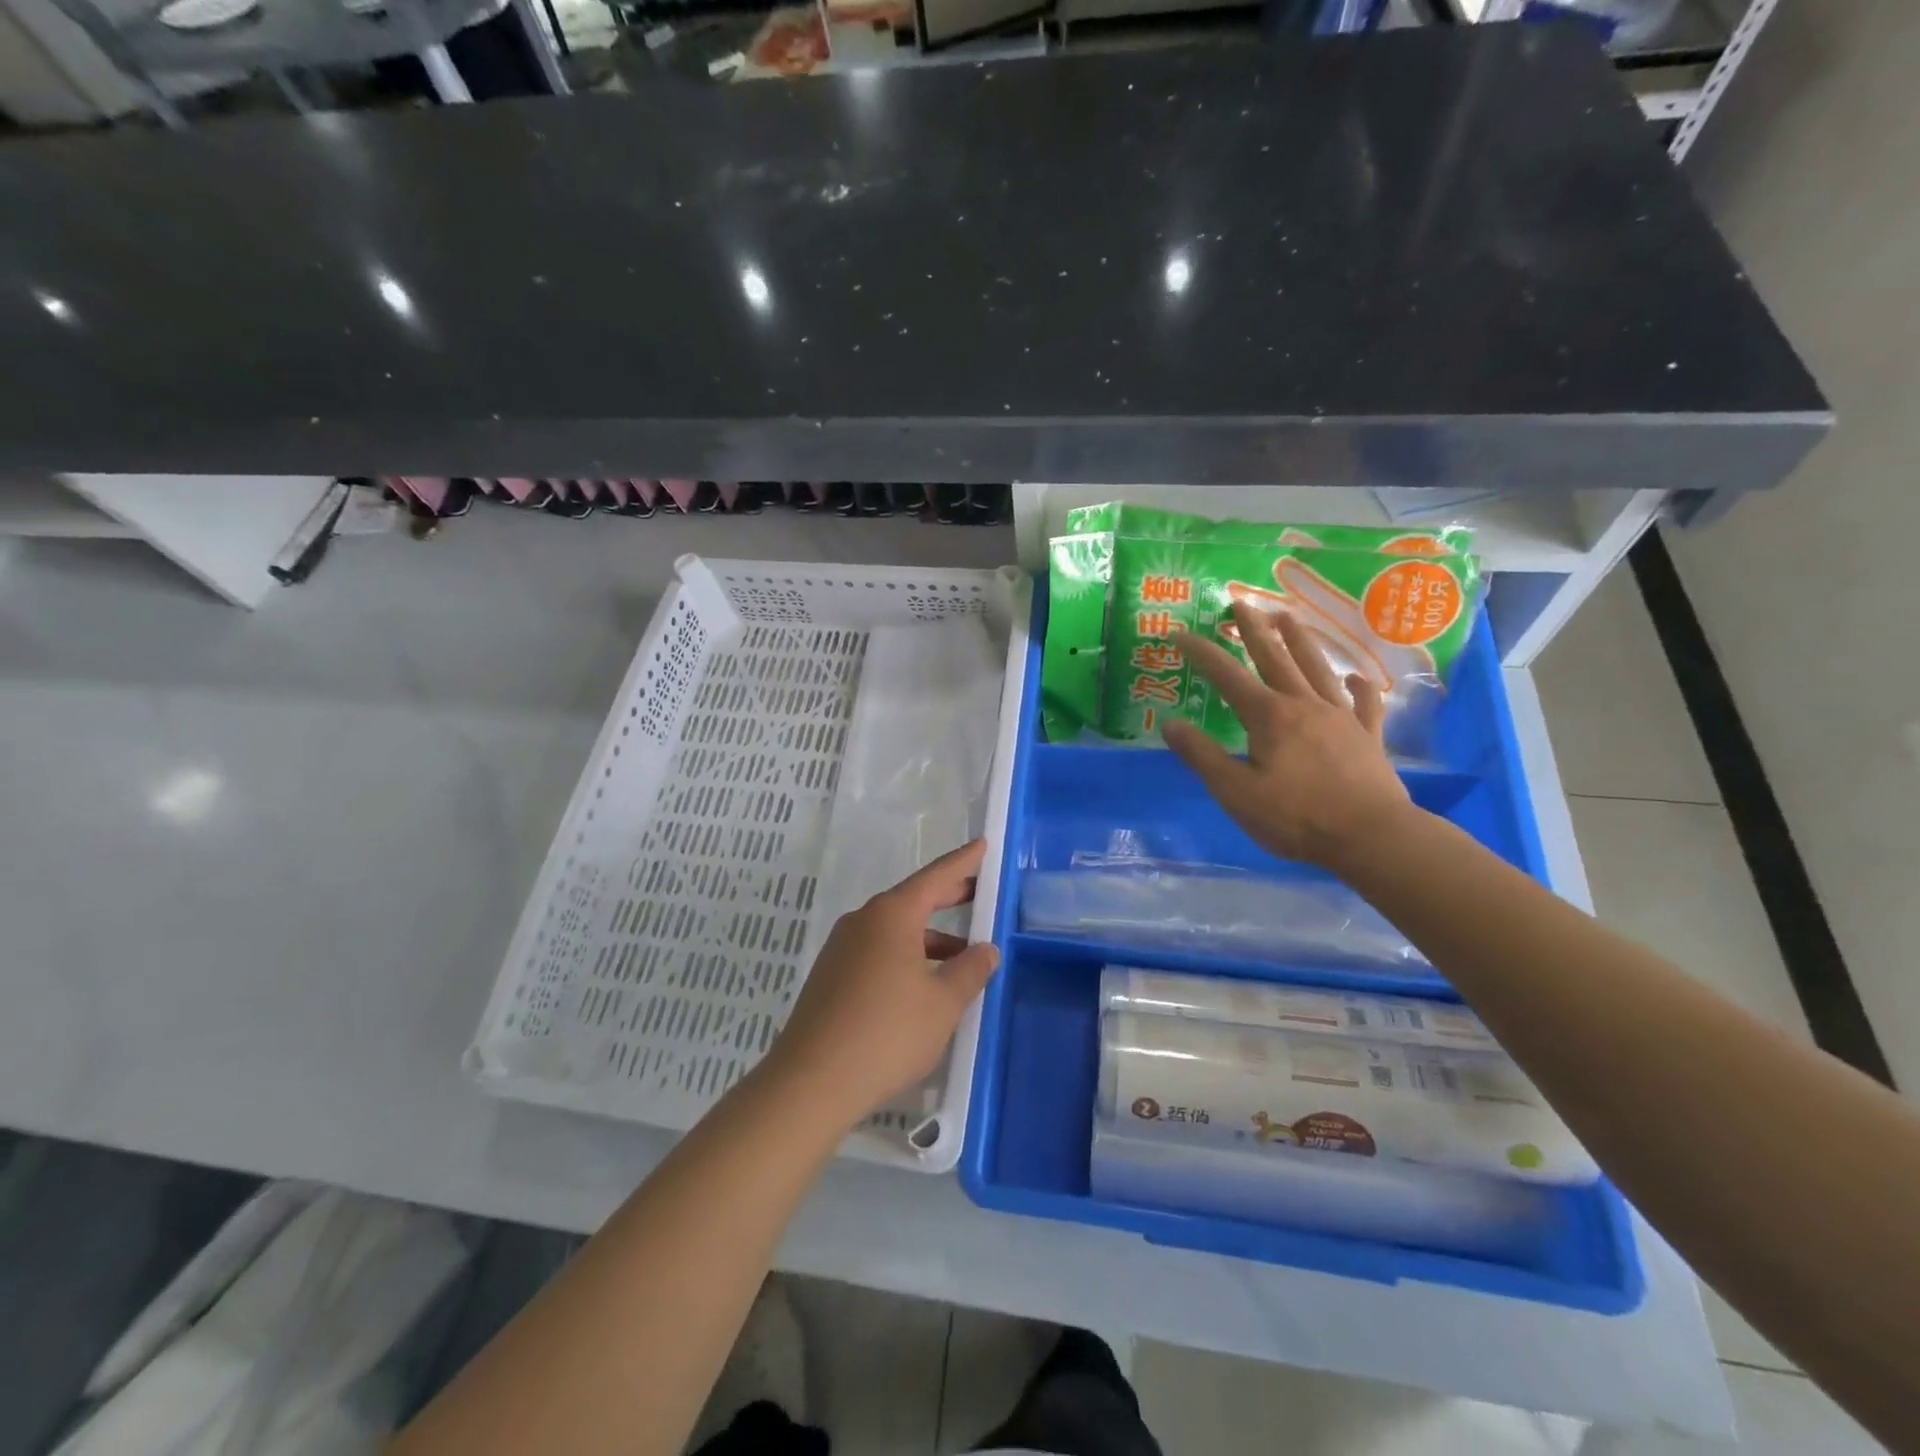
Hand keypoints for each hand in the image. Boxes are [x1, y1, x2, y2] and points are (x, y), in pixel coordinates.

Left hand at [763, 840, 999, 1129]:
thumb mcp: (943, 1003)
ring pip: (894, 931)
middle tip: (977, 894)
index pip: (935, 877)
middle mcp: (863, 921)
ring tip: (960, 958)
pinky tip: (922, 986)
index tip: (982, 844)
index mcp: (892, 915)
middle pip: (912, 900)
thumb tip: (986, 949)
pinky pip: (877, 952)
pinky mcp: (830, 976)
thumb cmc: (887, 1033)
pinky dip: (906, 957)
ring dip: (929, 938)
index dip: (963, 862)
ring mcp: (842, 948)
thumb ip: (970, 970)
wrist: (812, 1081)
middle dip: (947, 897)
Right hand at [1165, 601, 1416, 871]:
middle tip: (1240, 602)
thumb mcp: (1235, 792)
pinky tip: (1356, 677)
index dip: (1201, 653)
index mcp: (1269, 716)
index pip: (1227, 676)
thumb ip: (1202, 756)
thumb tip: (1170, 724)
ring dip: (1300, 640)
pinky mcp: (1368, 736)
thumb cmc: (1296, 817)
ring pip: (1317, 668)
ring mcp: (1341, 717)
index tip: (1180, 634)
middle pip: (1275, 658)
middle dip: (1254, 629)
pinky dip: (1359, 686)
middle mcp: (1304, 704)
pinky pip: (1364, 703)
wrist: (1371, 837)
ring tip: (1287, 617)